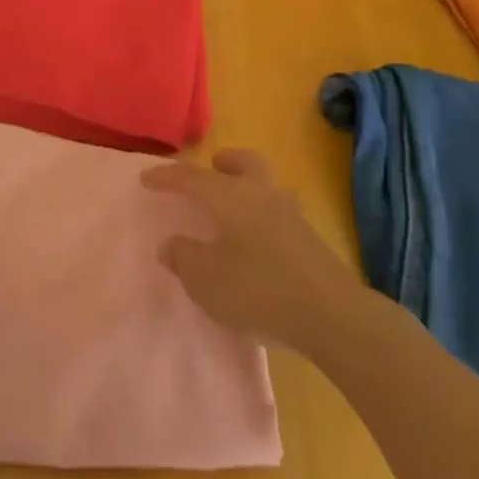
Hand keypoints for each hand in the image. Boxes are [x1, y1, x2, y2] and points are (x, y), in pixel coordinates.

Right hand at [143, 150, 379, 355]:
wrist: (332, 315)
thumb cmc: (258, 289)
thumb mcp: (206, 280)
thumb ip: (184, 257)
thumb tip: (172, 243)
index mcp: (230, 197)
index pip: (192, 178)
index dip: (166, 177)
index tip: (146, 178)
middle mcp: (261, 195)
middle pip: (245, 163)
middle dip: (225, 162)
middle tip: (211, 169)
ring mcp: (291, 216)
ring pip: (266, 186)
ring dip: (247, 188)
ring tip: (232, 210)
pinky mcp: (311, 240)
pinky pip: (279, 214)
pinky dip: (262, 217)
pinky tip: (256, 242)